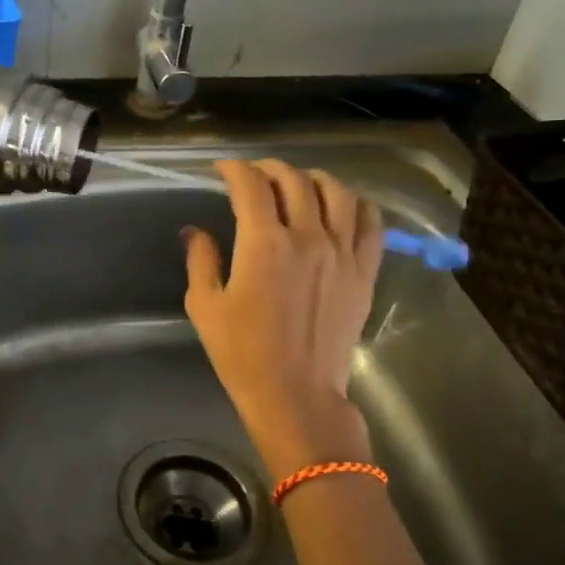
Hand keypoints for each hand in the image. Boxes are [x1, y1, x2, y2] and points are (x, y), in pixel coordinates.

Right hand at [183, 159, 383, 479]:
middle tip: (254, 175)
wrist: (297, 395)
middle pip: (294, 180)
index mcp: (264, 244)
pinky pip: (370, 222)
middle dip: (269, 168)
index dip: (234, 169)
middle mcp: (307, 237)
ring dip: (313, 178)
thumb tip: (195, 231)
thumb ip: (201, 260)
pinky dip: (355, 203)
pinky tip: (341, 206)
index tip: (221, 170)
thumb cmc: (242, 354)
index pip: (251, 185)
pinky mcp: (364, 271)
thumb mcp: (204, 307)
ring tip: (298, 184)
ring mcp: (342, 253)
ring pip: (336, 192)